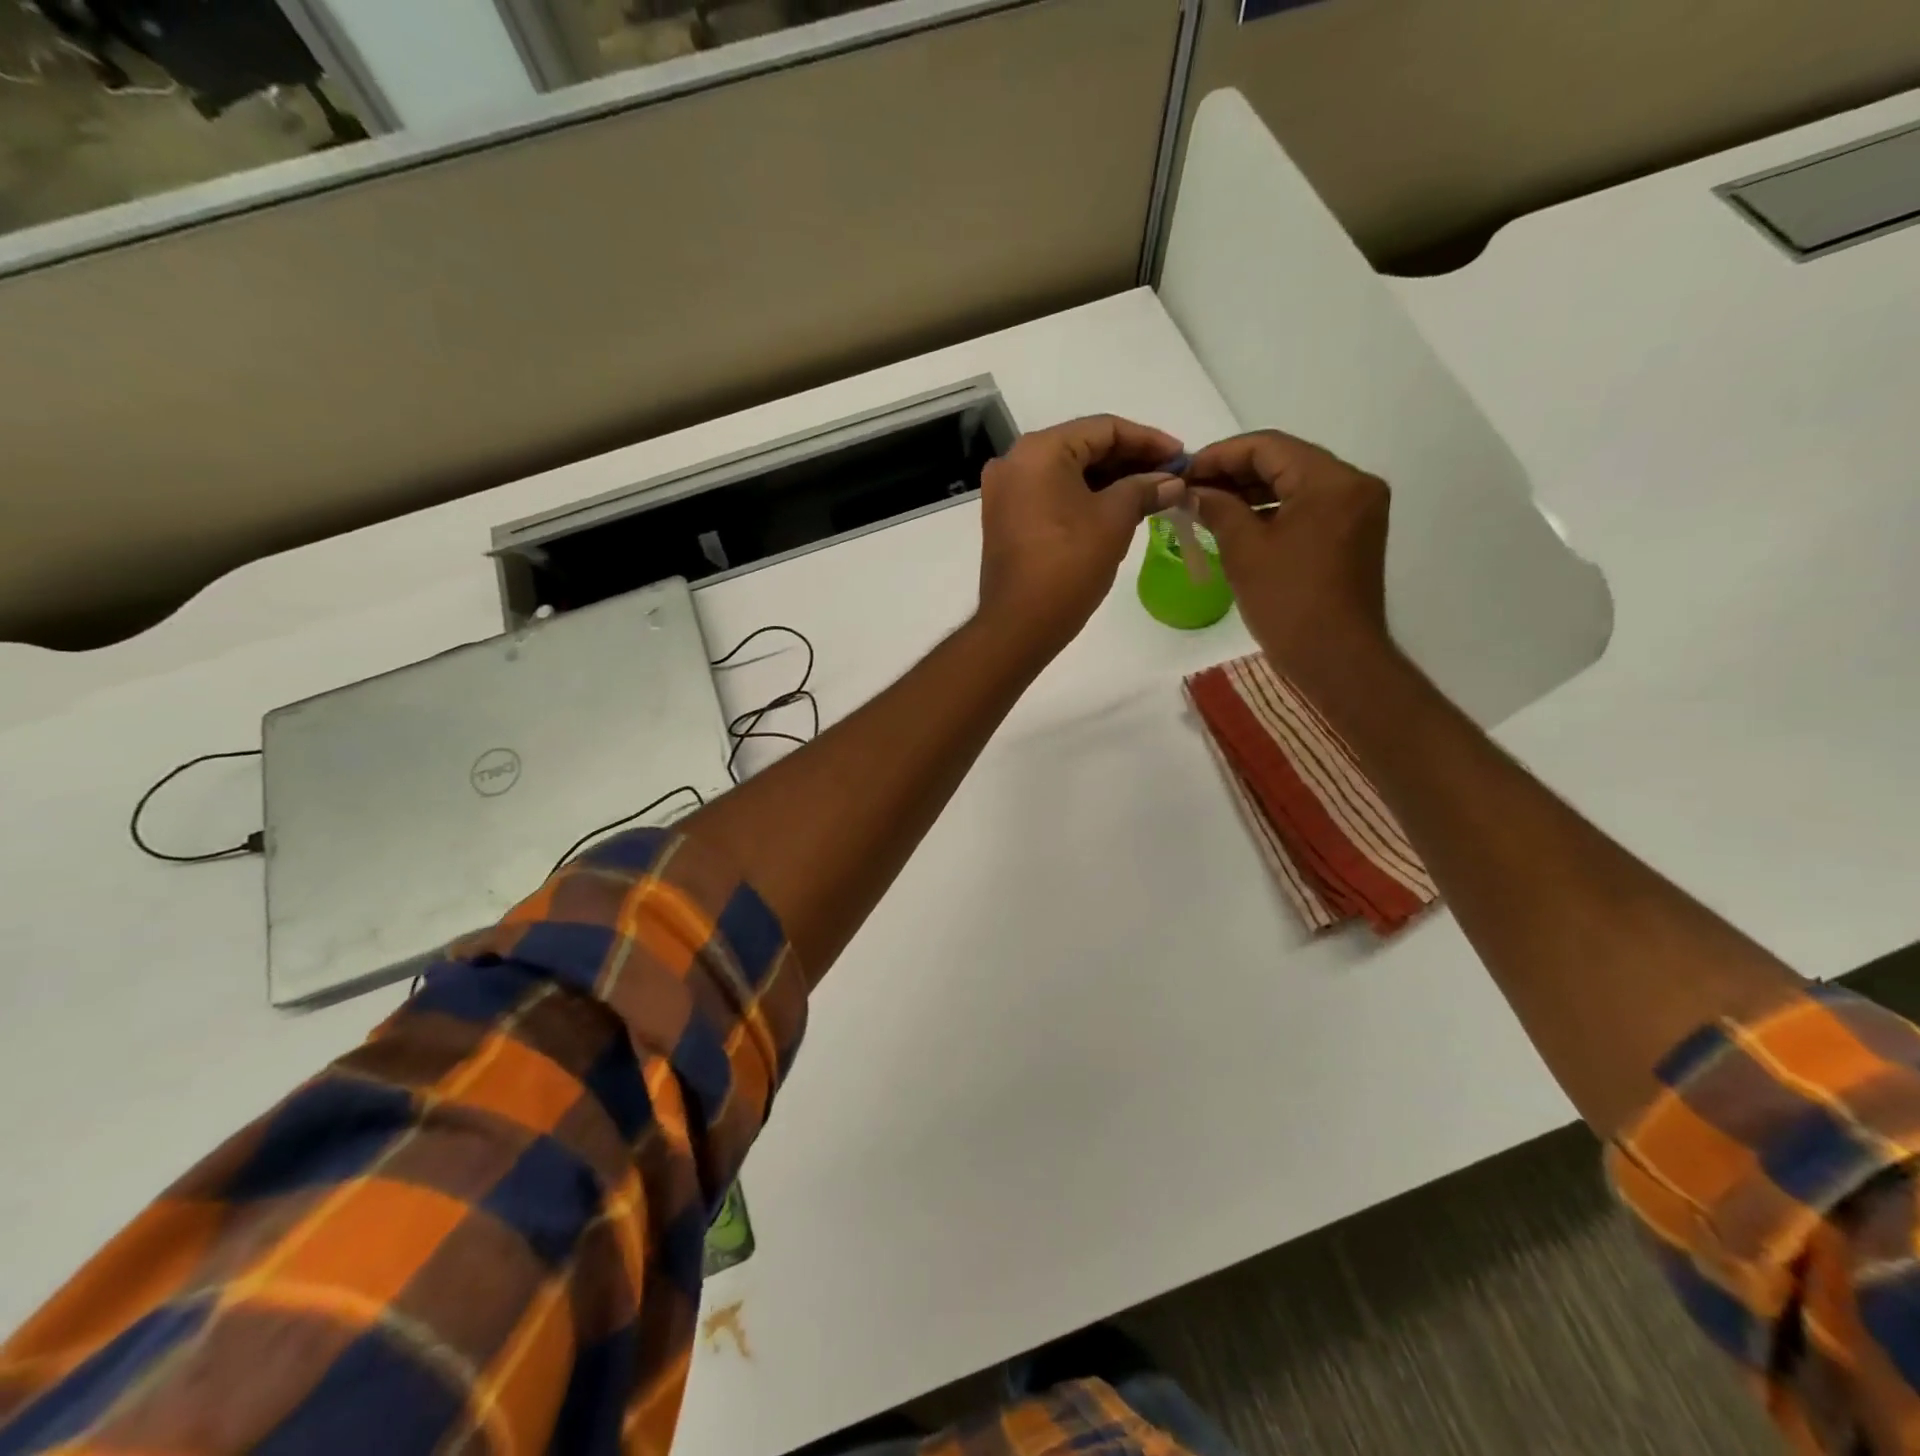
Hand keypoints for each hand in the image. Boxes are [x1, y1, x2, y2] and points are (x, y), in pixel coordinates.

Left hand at [977, 414, 1184, 653]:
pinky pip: (1053, 495)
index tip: (1182, 456)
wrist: (1019, 625)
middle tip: (1172, 476)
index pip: (1103, 428)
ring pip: (1069, 473)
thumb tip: (1172, 481)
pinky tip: (1120, 509)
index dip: (1148, 440)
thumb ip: (1145, 489)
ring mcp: (1006, 492)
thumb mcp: (1114, 521)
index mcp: (1039, 450)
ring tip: (1154, 493)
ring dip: (1111, 481)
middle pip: (1084, 447)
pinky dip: (1086, 498)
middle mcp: (1015, 461)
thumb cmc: (1068, 566)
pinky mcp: (1007, 519)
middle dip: (1130, 461)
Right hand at [1186, 430, 1393, 694]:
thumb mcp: (1244, 550)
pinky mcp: (1352, 533)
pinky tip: (1236, 521)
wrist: (1336, 657)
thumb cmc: (1288, 602)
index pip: (1268, 446)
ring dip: (1250, 491)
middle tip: (1190, 488)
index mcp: (1331, 480)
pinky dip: (1271, 509)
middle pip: (1284, 460)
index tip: (1183, 471)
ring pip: (1295, 483)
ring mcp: (1357, 509)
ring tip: (1206, 504)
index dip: (1220, 455)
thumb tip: (1192, 490)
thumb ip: (1218, 508)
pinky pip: (1306, 506)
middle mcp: (1352, 484)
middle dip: (1234, 472)